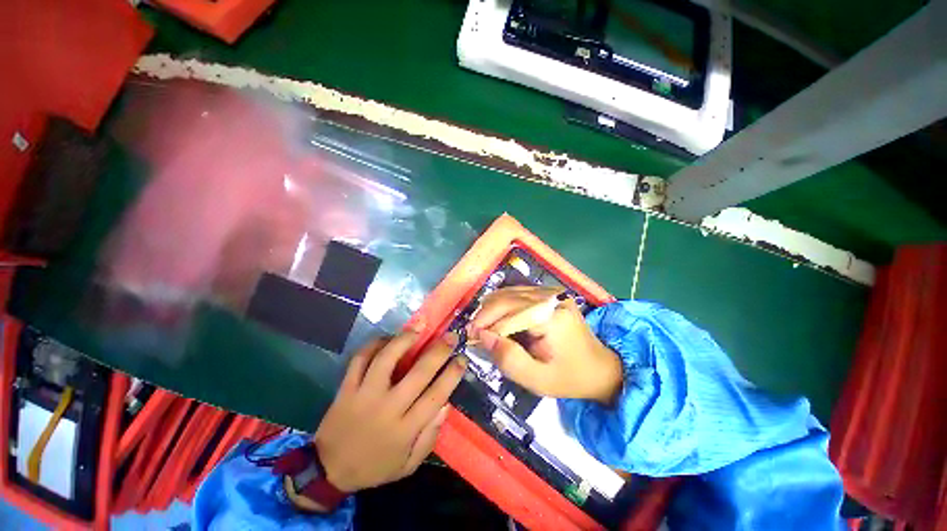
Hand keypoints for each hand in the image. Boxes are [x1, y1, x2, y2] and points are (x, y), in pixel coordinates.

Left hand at [312, 332, 466, 492]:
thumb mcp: (407, 465)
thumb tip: (446, 405)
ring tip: (420, 326)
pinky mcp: (346, 388)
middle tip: (450, 336)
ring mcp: (364, 395)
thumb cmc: (374, 467)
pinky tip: (387, 337)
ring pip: (386, 359)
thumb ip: (429, 437)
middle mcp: (387, 408)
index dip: (452, 374)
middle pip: (418, 373)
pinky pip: (359, 359)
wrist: (328, 470)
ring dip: (405, 339)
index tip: (462, 359)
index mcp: (405, 429)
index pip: (436, 396)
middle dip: (438, 351)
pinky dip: (373, 344)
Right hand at [468, 286, 622, 404]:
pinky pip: (518, 294)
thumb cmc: (570, 378)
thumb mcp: (537, 380)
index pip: (509, 308)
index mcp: (552, 317)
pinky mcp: (550, 294)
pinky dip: (504, 306)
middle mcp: (552, 297)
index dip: (485, 320)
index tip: (470, 336)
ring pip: (510, 292)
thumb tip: (483, 336)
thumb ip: (508, 358)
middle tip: (475, 334)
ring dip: (493, 309)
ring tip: (485, 329)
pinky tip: (501, 321)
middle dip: (486, 314)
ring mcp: (552, 293)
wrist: (601, 369)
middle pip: (507, 296)